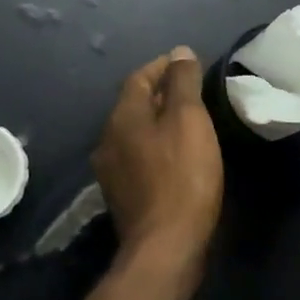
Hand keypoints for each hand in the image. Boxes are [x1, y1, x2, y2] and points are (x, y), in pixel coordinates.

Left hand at [91, 47, 223, 271]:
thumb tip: (179, 52)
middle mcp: (108, 139)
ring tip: (188, 121)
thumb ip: (183, 83)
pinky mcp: (122, 196)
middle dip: (161, 93)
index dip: (163, 67)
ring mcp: (111, 171)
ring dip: (158, 121)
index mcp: (122, 117)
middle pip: (134, 104)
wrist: (165, 247)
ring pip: (135, 132)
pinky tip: (177, 155)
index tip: (188, 64)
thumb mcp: (189, 120)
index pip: (139, 78)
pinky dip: (156, 146)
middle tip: (192, 91)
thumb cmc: (182, 176)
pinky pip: (138, 157)